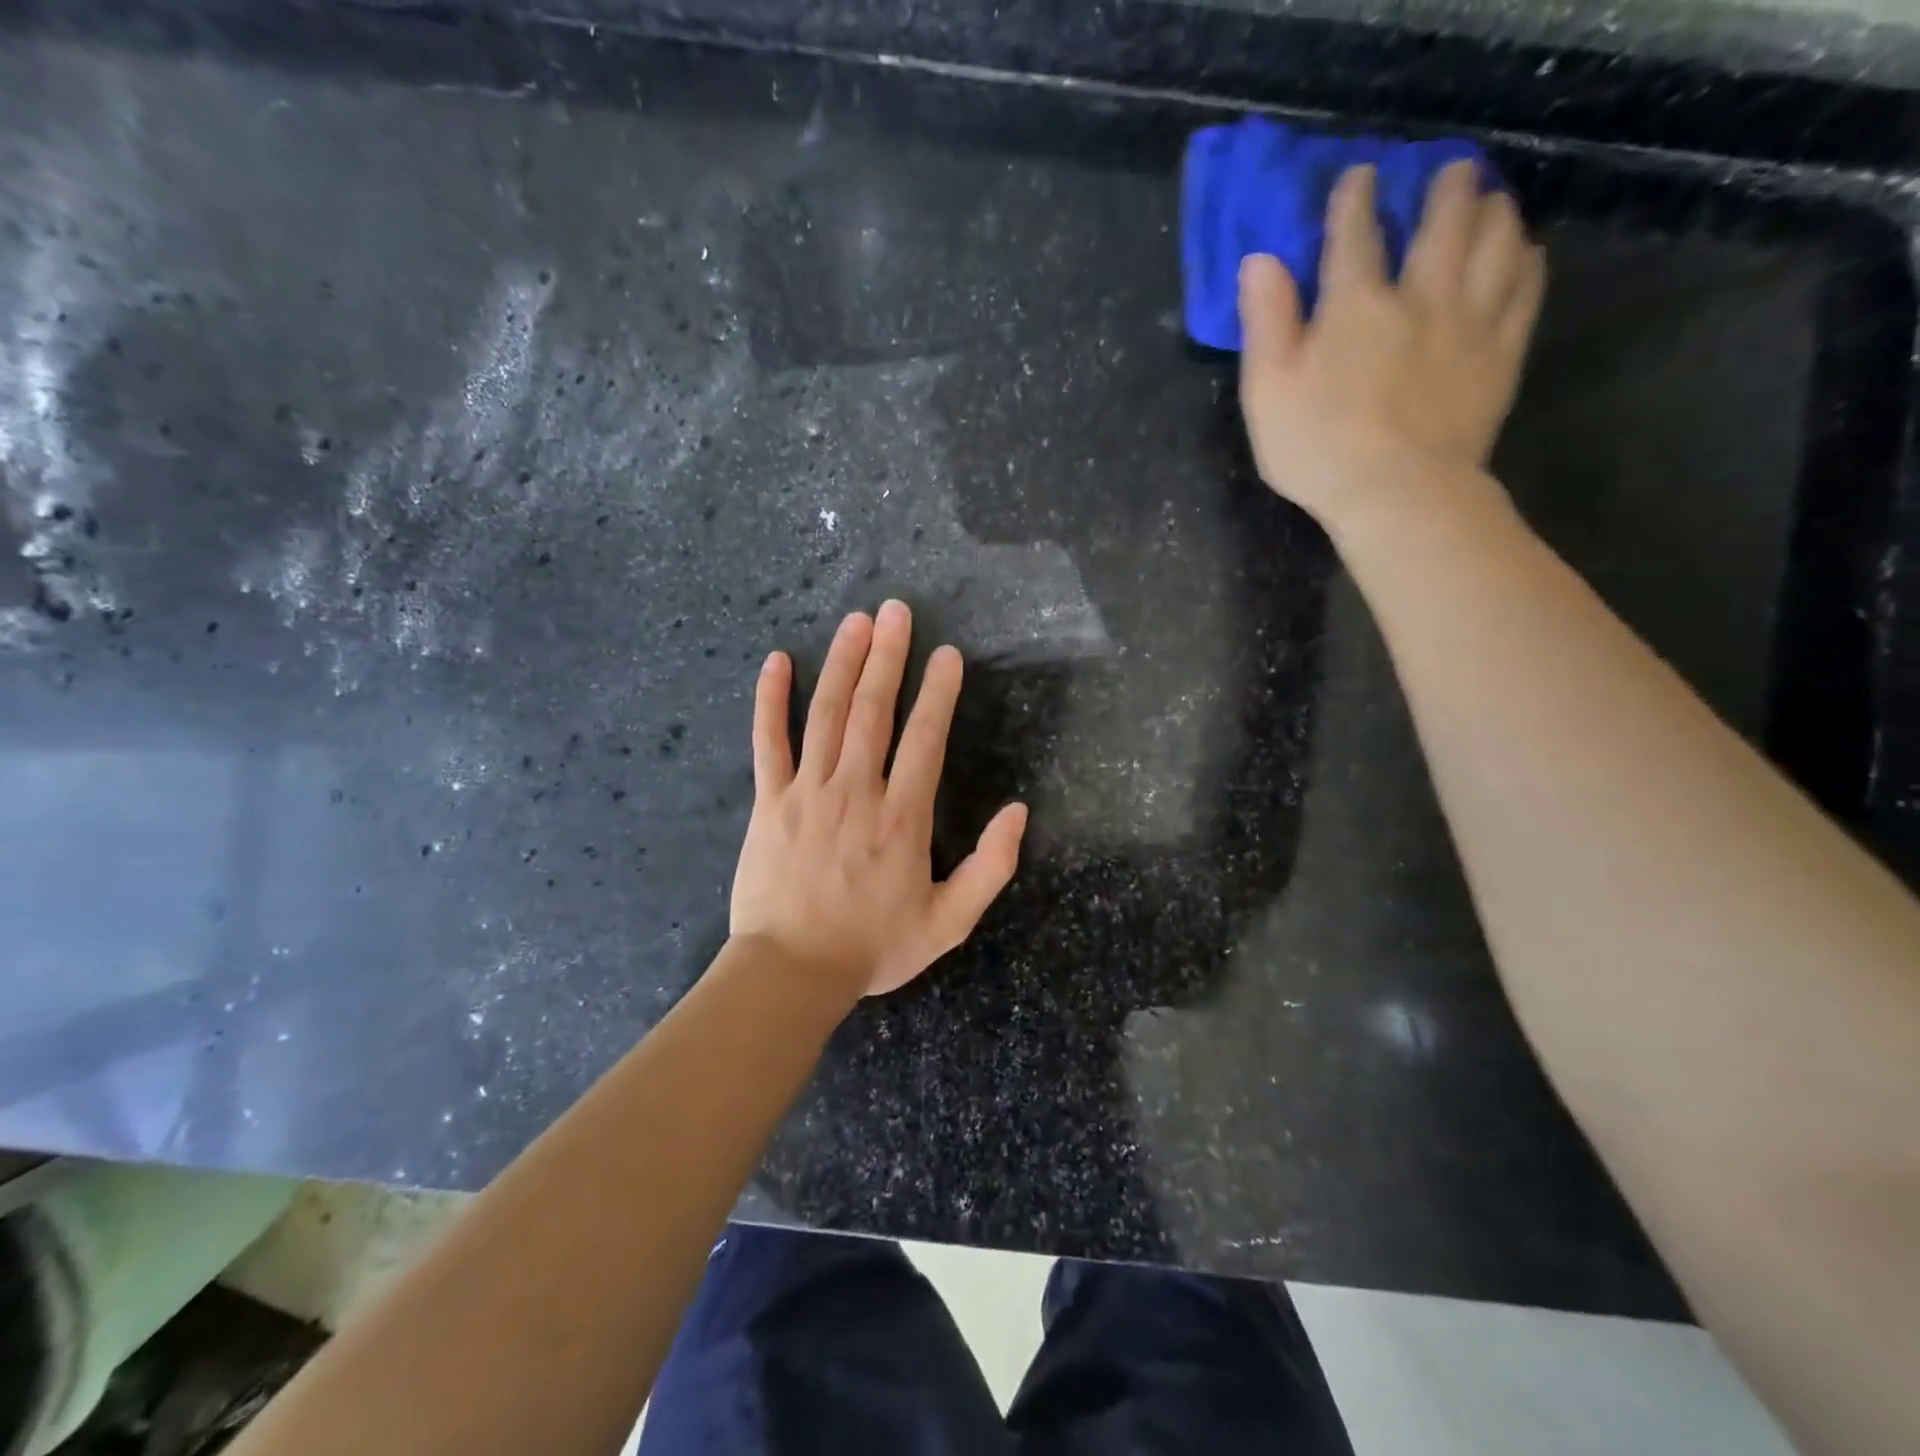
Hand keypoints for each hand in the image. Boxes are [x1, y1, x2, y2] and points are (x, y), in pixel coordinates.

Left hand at [730, 600, 1029, 999]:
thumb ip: (991, 867)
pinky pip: (768, 742)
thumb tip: (1019, 811)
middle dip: (888, 657)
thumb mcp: (949, 921)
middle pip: (874, 711)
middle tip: (897, 610)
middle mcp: (857, 791)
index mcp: (903, 817)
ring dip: (843, 664)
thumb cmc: (874, 946)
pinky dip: (771, 700)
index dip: (938, 693)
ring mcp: (808, 792)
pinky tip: (777, 662)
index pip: (926, 739)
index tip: (946, 655)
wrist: (792, 972)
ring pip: (827, 714)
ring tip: (856, 621)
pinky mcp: (769, 801)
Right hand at [1237, 160, 1545, 534]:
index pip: (1356, 234)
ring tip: (1491, 200)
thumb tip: (1261, 260)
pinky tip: (1523, 252)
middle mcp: (1420, 296)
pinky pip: (1525, 291)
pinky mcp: (1502, 355)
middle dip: (1445, 189)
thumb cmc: (1317, 448)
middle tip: (1449, 172)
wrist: (1398, 494)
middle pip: (1443, 223)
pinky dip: (1525, 262)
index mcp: (1355, 305)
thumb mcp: (1267, 391)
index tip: (1360, 176)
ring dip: (1493, 212)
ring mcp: (1470, 323)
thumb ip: (1265, 322)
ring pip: (1496, 243)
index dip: (1356, 200)